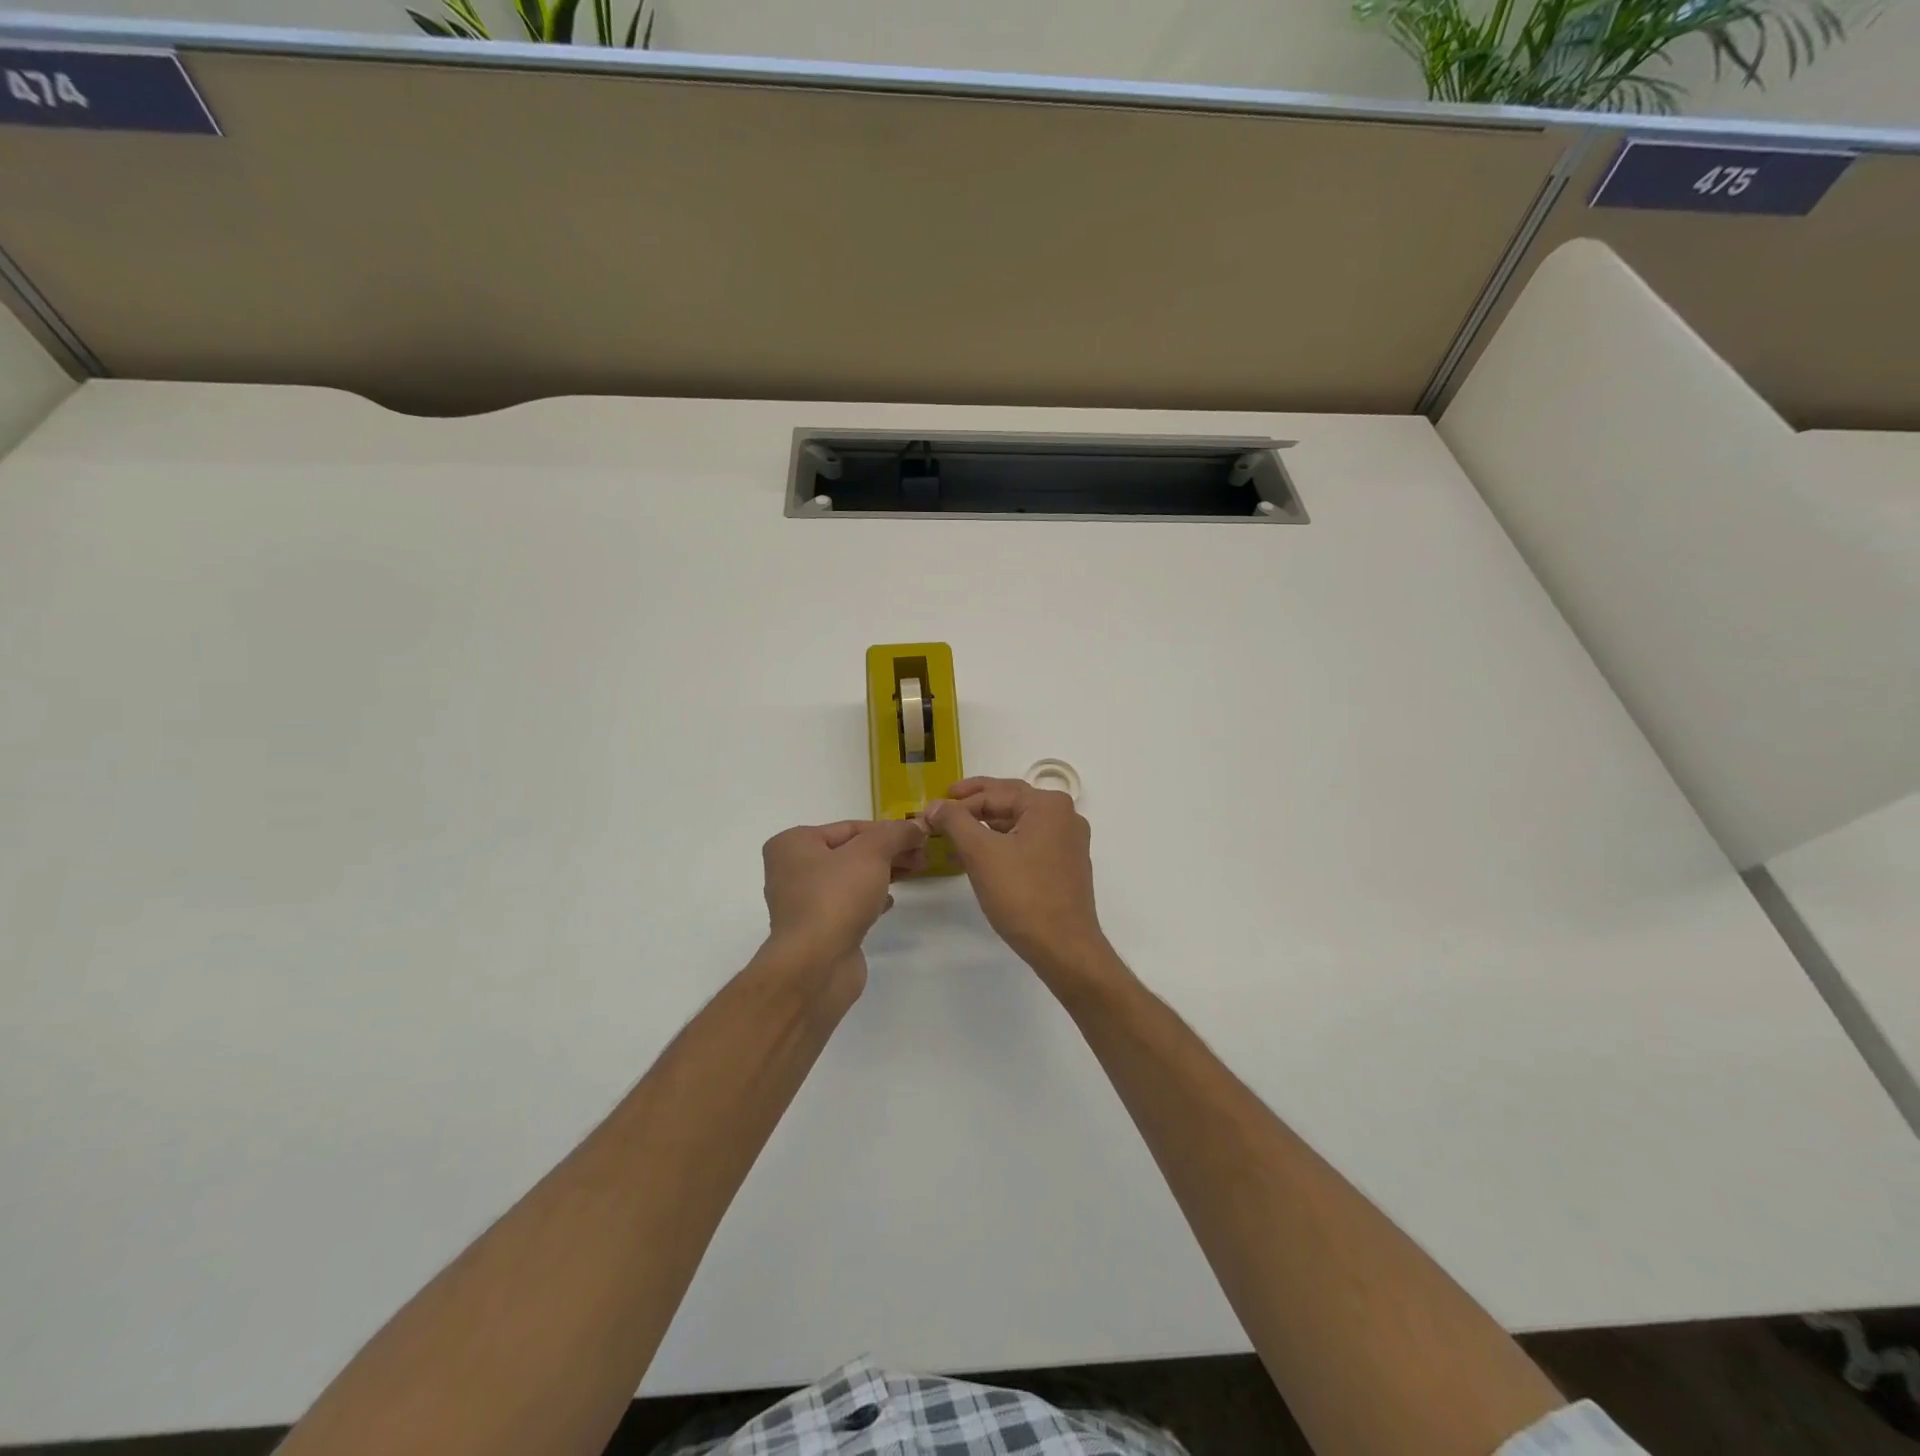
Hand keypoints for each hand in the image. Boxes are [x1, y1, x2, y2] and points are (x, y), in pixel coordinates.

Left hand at [761, 819, 927, 978]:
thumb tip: (916, 826)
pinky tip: (889, 902)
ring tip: (914, 874)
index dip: (888, 830)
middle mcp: (791, 870)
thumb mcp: (872, 852)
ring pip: (850, 879)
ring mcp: (802, 903)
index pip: (850, 827)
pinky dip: (869, 899)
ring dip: (882, 874)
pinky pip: (847, 905)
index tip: (919, 837)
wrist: (816, 965)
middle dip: (889, 852)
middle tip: (922, 857)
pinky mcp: (816, 930)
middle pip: (850, 852)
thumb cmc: (837, 896)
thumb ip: (895, 834)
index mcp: (793, 844)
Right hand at [924, 777, 1108, 977]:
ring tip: (952, 840)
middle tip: (940, 814)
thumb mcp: (980, 852)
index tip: (930, 813)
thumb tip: (935, 804)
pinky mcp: (1065, 866)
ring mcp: (1068, 843)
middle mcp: (1064, 817)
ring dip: (984, 830)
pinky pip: (1027, 844)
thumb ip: (955, 821)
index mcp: (1048, 805)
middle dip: (972, 810)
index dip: (957, 802)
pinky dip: (1001, 847)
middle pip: (1008, 803)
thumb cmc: (1022, 894)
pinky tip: (977, 860)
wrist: (1063, 947)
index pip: (994, 793)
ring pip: (1017, 825)